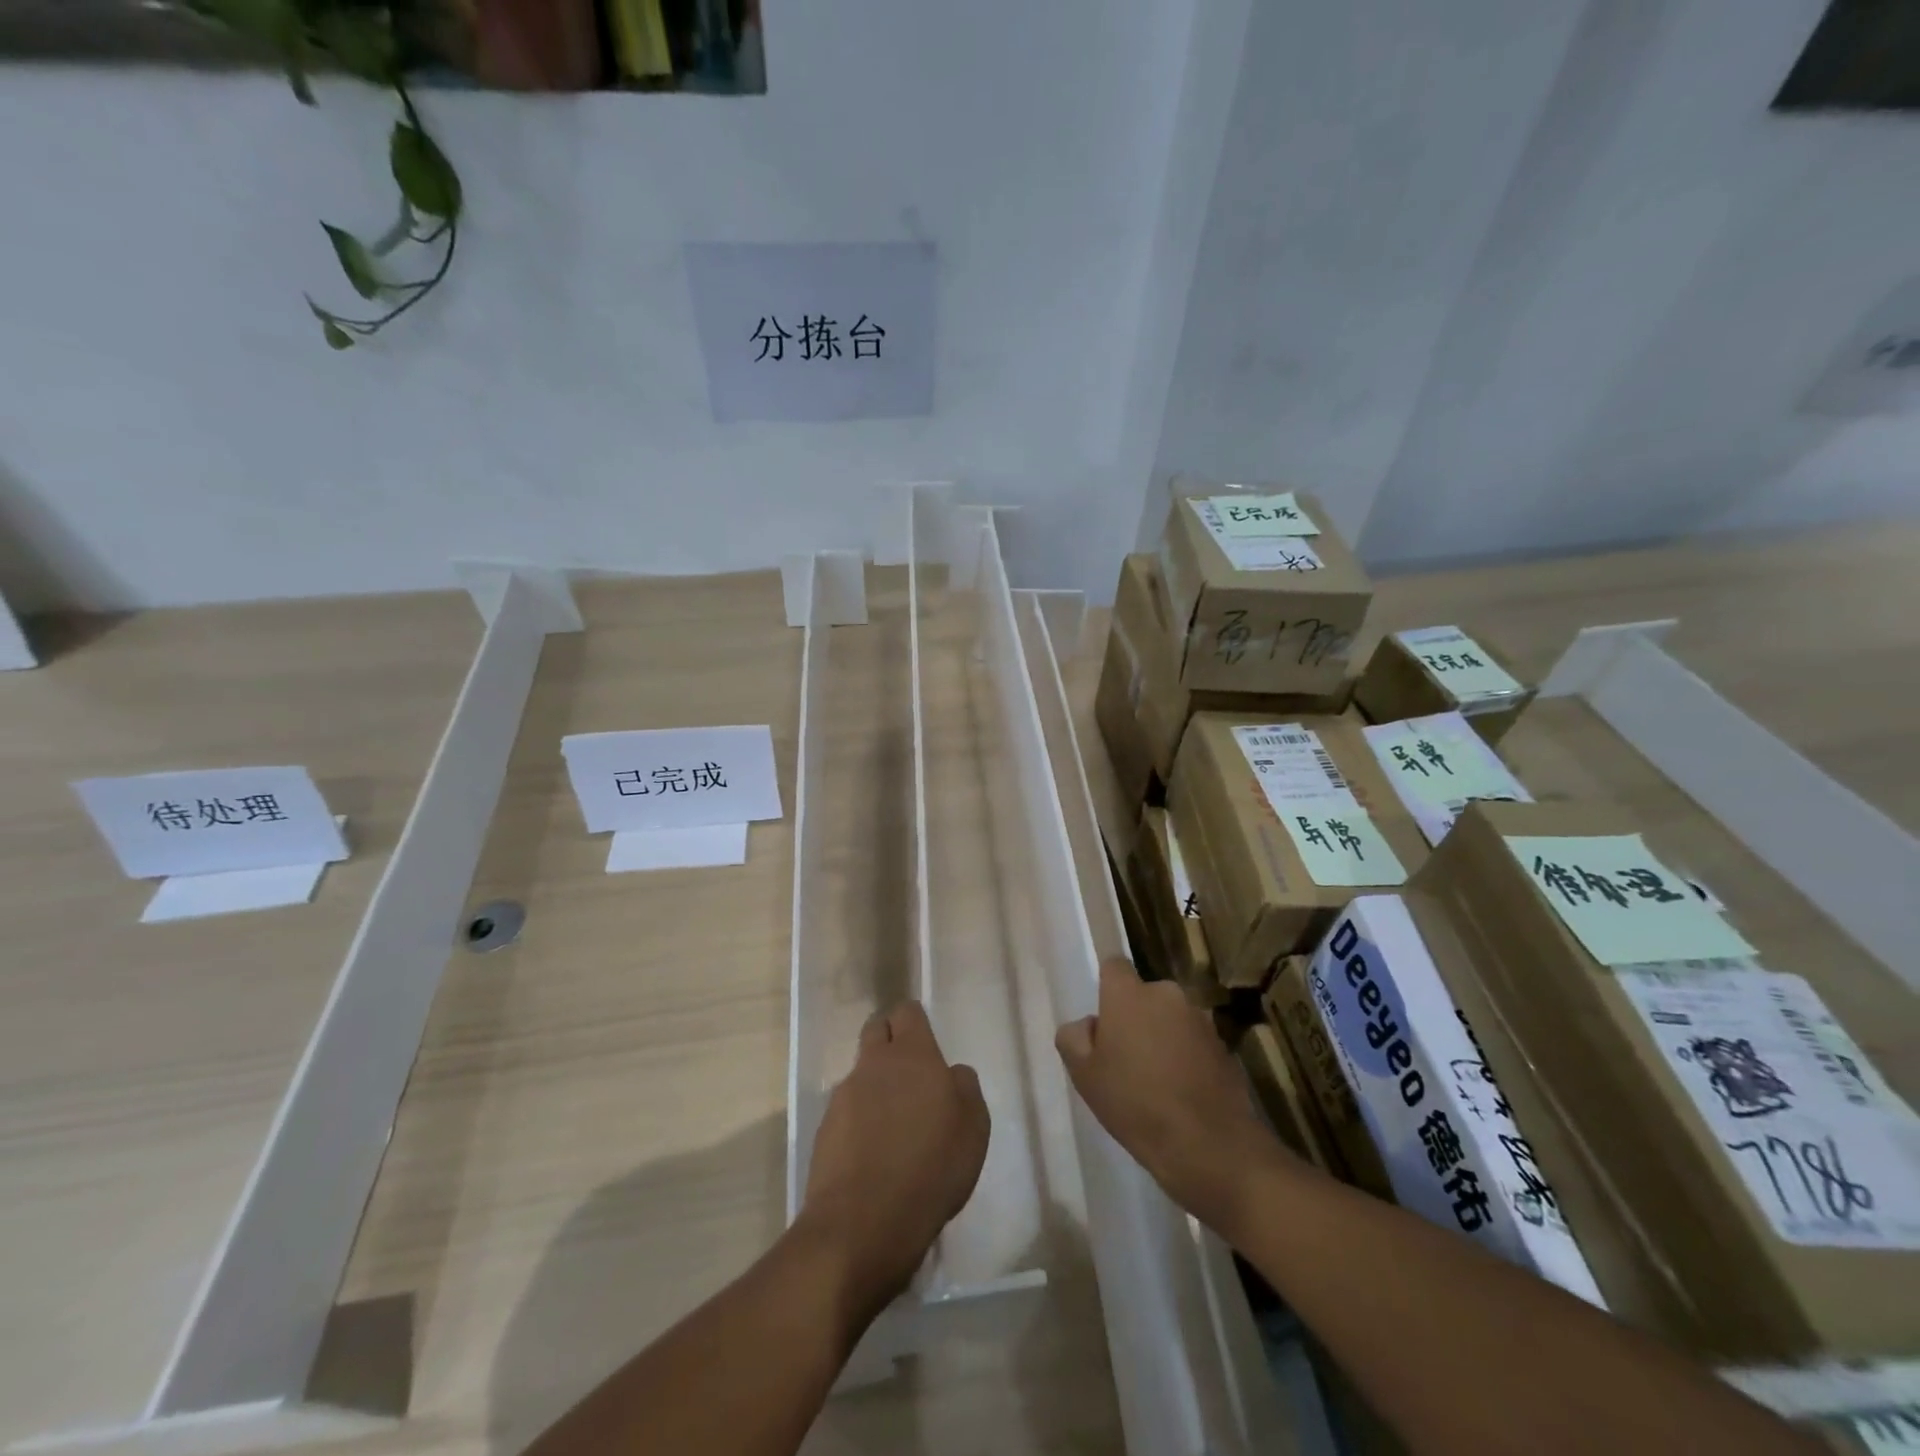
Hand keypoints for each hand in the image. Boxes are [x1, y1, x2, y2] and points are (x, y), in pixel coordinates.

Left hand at [800, 1001, 989, 1320]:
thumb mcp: (973, 1129)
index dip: (916, 1023)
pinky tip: (874, 1154)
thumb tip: (951, 1073)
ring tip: (895, 1126)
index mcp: (912, 1055)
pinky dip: (860, 1121)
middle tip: (911, 1076)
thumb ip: (965, 1088)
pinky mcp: (825, 1129)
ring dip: (876, 1086)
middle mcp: (874, 1064)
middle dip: (891, 1041)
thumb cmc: (931, 1169)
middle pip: (877, 1030)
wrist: (862, 1224)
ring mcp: (844, 1095)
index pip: (907, 1012)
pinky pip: (847, 1110)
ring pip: (861, 1072)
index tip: (927, 1046)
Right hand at [1057, 960, 1303, 1229]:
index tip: (1104, 1022)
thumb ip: (1074, 1037)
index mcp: (1129, 994)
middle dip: (1135, 1018)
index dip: (1107, 989)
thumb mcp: (1084, 1075)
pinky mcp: (1223, 1045)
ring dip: (1162, 1037)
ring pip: (1169, 1019)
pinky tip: (1181, 1093)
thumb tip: (1089, 1024)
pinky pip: (1193, 1042)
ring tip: (1156, 1082)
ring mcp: (1199, 1019)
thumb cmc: (1135, 1103)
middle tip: (1125, 1060)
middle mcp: (1166, 994)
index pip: (1113, 966)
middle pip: (1143, 996)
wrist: (1209, 1145)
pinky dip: (1185, 1057)